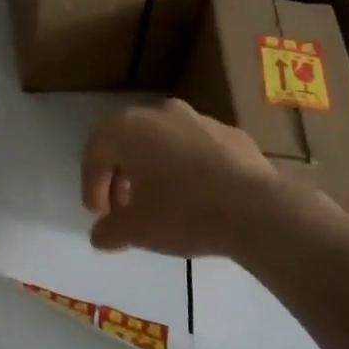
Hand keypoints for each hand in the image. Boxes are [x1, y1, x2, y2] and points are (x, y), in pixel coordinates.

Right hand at [81, 99, 287, 258]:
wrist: (257, 209)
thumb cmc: (183, 212)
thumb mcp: (136, 230)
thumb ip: (109, 230)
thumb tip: (100, 235)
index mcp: (128, 127)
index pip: (95, 153)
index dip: (91, 186)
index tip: (99, 217)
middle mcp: (160, 113)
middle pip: (128, 143)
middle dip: (121, 177)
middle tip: (125, 210)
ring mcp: (199, 119)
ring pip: (162, 143)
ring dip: (153, 171)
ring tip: (160, 205)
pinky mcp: (231, 133)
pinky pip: (195, 149)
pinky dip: (186, 169)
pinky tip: (196, 198)